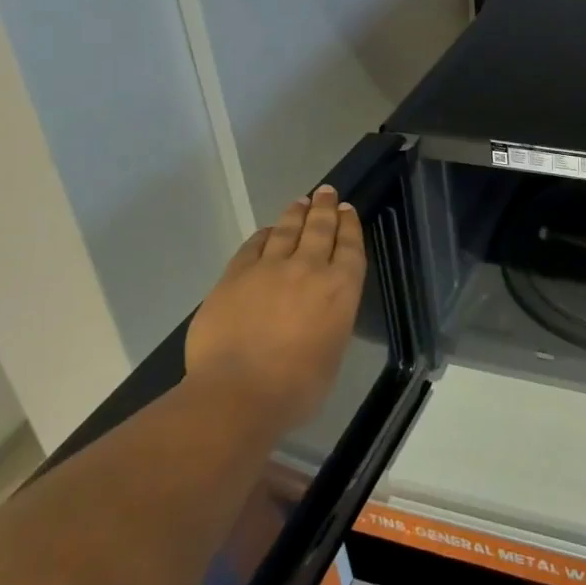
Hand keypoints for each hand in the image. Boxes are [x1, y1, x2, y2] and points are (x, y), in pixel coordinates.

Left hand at [182, 186, 365, 430]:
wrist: (238, 392)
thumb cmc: (296, 388)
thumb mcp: (331, 352)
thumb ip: (329, 322)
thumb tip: (317, 313)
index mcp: (340, 289)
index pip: (350, 247)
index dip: (349, 225)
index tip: (347, 209)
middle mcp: (309, 269)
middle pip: (319, 229)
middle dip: (325, 208)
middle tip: (326, 191)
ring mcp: (269, 268)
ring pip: (287, 230)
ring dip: (296, 213)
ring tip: (301, 202)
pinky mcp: (235, 275)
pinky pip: (253, 246)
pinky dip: (264, 235)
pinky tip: (267, 231)